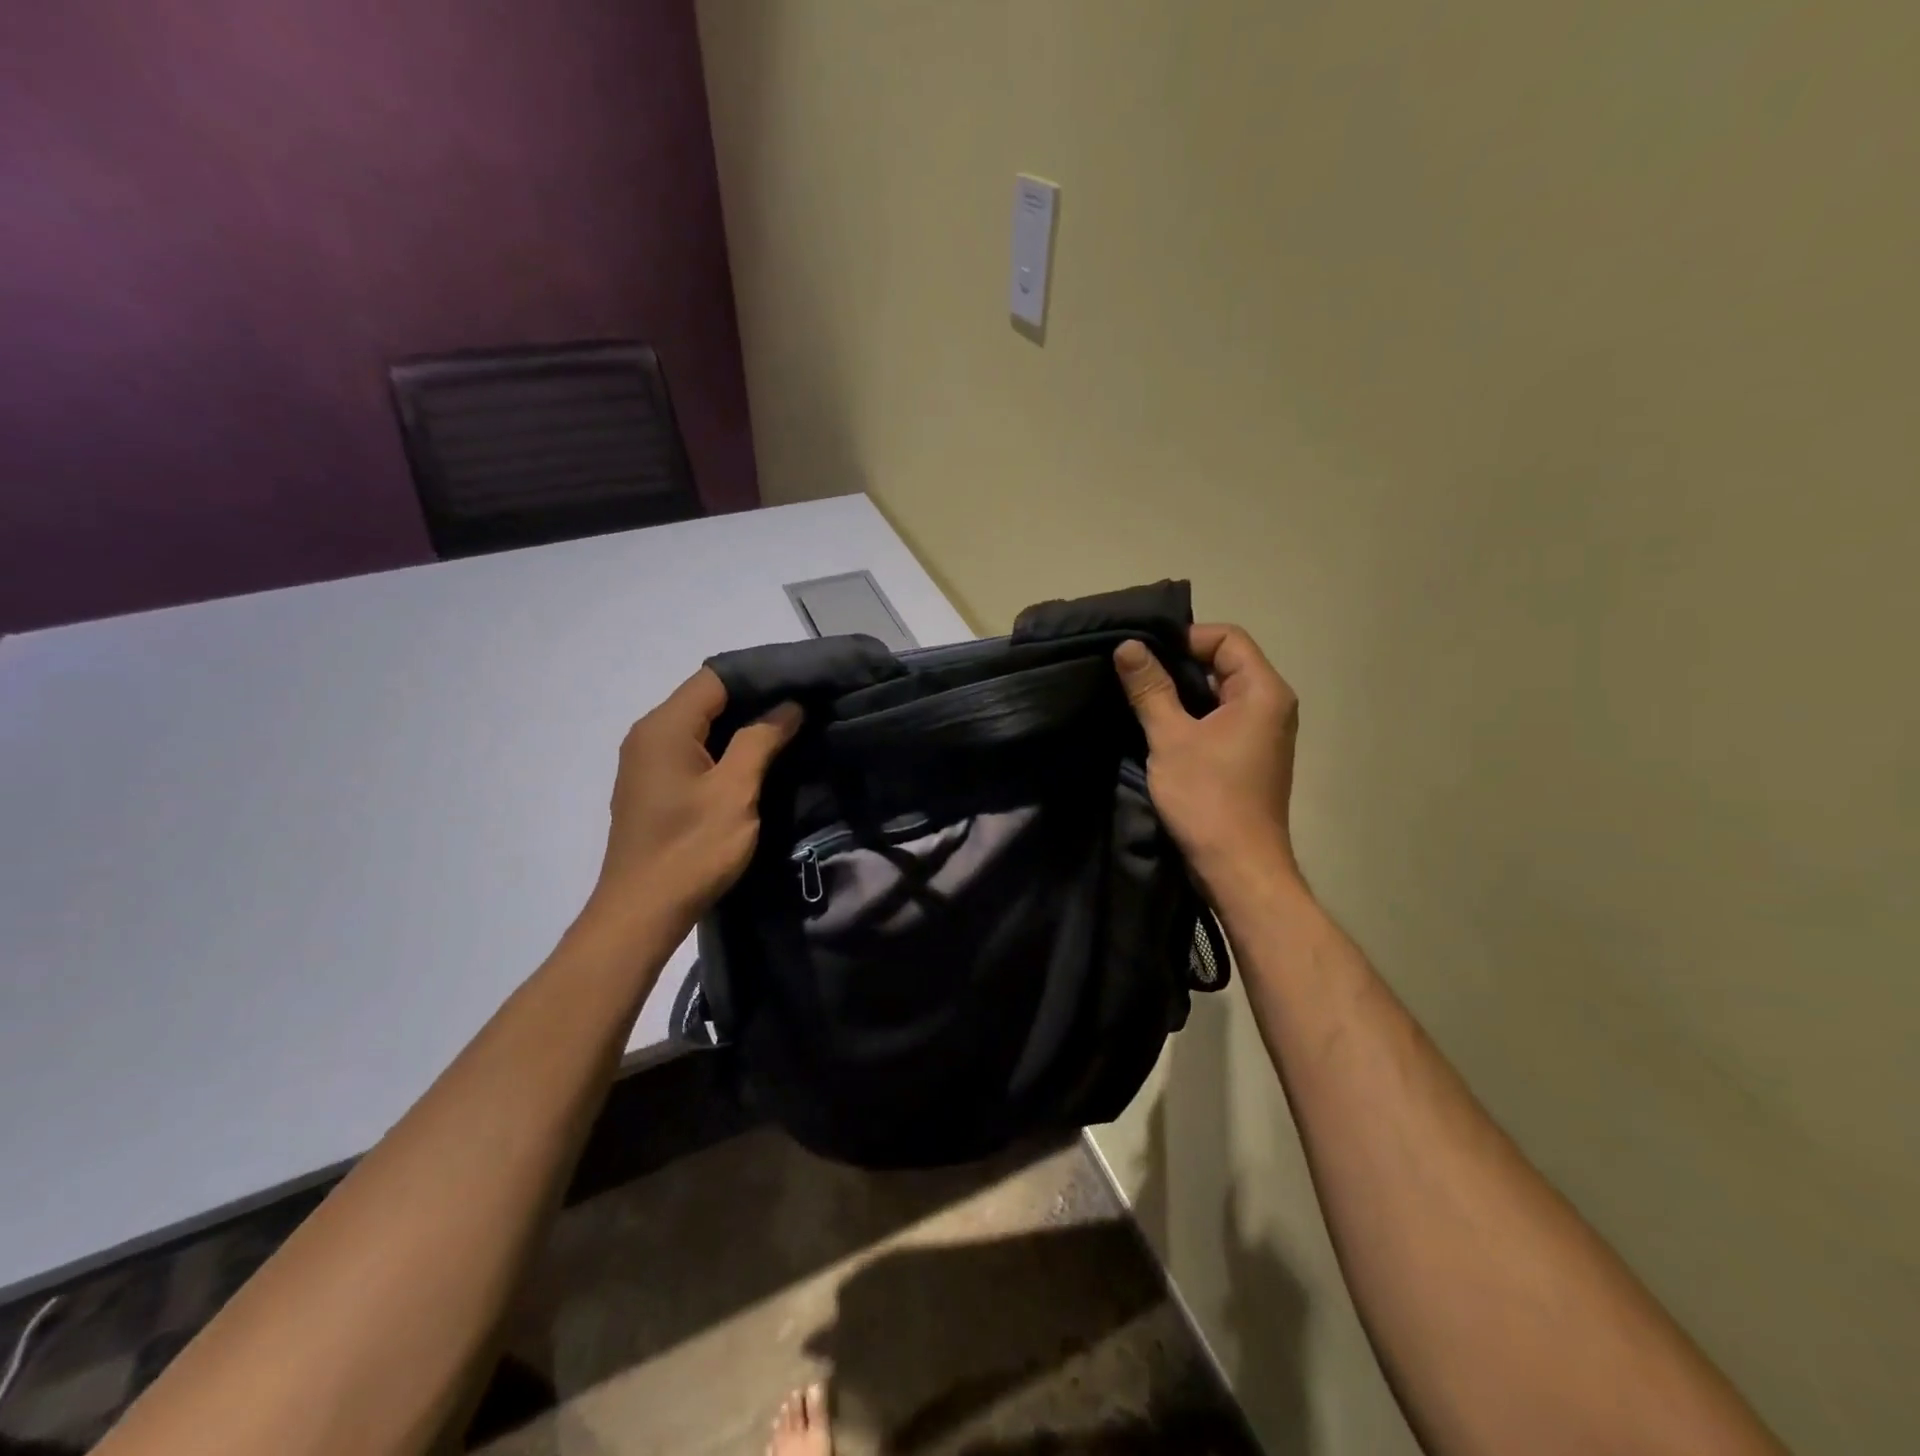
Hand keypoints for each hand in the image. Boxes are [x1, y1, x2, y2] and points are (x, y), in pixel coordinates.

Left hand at [585, 667, 802, 929]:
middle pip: (705, 699)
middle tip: (801, 708)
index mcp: (665, 727)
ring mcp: (646, 762)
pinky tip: (753, 762)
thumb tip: (788, 705)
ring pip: (699, 726)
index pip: (715, 679)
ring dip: (740, 726)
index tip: (800, 685)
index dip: (759, 678)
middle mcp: (648, 735)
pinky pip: (691, 751)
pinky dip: (722, 748)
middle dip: (753, 700)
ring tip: (787, 730)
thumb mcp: (735, 791)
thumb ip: (762, 740)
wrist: (642, 913)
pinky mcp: (652, 787)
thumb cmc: (691, 849)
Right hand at [1114, 625, 1301, 903]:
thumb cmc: (1208, 797)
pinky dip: (1192, 716)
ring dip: (1182, 692)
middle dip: (1178, 664)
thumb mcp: (1170, 738)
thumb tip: (1127, 646)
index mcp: (1263, 691)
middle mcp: (1272, 705)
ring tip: (1139, 697)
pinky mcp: (1250, 756)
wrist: (1238, 867)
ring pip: (1220, 693)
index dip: (1185, 638)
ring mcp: (1263, 733)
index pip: (1227, 637)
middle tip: (1133, 673)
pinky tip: (1158, 727)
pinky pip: (1221, 719)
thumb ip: (1150, 688)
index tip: (1144, 654)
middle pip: (1225, 662)